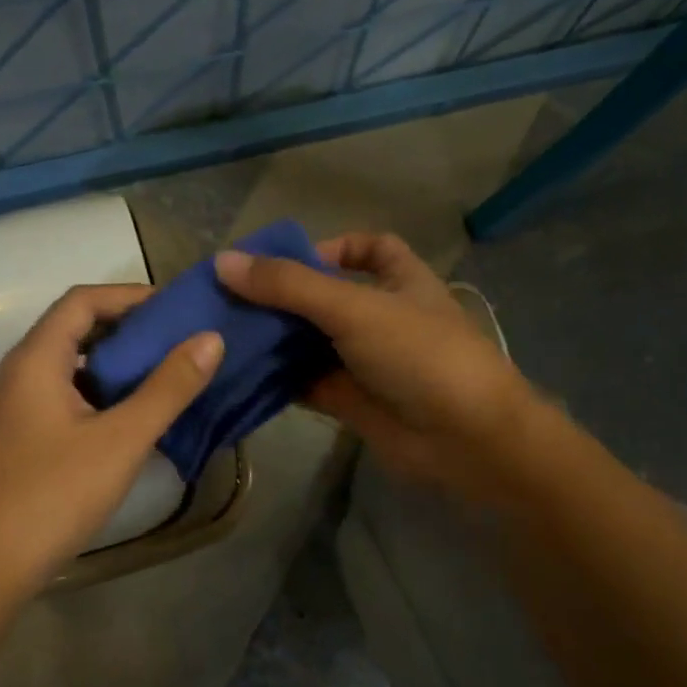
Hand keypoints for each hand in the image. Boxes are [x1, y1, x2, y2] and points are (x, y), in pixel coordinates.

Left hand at [0, 284, 223, 599]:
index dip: (129, 296)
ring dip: (111, 365)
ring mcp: (8, 410)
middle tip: (177, 343)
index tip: (175, 308)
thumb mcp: (121, 440)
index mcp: (33, 361)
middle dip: (125, 330)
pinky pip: (57, 398)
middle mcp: (14, 375)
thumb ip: (168, 388)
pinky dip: (94, 395)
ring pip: (65, 368)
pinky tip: (124, 421)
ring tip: (160, 377)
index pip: (82, 301)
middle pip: (71, 331)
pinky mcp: (11, 441)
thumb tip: (210, 339)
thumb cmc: (53, 495)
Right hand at [215, 232, 551, 502]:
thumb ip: (289, 285)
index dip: (332, 247)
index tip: (287, 259)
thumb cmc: (419, 354)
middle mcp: (381, 317)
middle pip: (324, 297)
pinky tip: (239, 374)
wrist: (464, 439)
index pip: (370, 249)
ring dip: (273, 339)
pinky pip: (305, 383)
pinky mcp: (349, 400)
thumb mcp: (354, 307)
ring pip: (310, 343)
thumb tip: (222, 262)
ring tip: (222, 333)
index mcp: (400, 281)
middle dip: (282, 297)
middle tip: (228, 299)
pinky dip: (276, 379)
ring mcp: (364, 361)